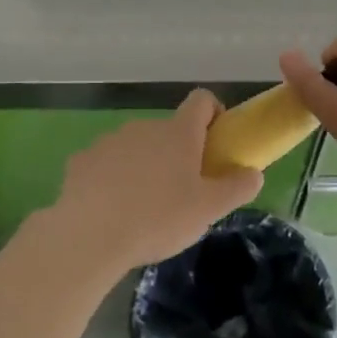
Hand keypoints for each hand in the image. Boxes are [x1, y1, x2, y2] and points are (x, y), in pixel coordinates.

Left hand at [42, 90, 261, 272]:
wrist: (88, 237)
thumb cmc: (158, 218)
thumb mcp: (209, 210)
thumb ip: (237, 188)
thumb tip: (255, 173)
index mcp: (178, 132)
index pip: (202, 100)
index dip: (213, 114)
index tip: (215, 143)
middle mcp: (144, 127)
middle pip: (169, 129)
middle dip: (178, 152)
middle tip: (182, 190)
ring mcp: (109, 141)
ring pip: (136, 146)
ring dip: (144, 165)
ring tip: (143, 206)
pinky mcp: (81, 161)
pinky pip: (105, 163)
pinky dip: (112, 178)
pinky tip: (110, 210)